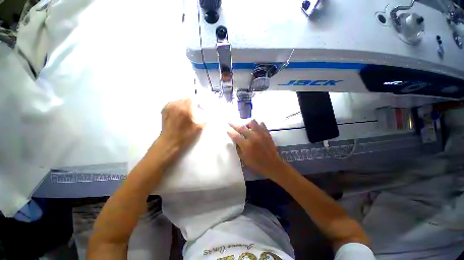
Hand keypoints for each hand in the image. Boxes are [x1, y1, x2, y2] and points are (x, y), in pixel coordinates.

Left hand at [158, 98, 204, 151]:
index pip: (193, 99)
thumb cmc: (186, 136)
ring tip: (186, 114)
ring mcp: (169, 107)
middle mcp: (176, 105)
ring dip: (184, 105)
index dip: (198, 104)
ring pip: (179, 101)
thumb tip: (207, 114)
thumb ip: (205, 119)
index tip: (200, 110)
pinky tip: (179, 115)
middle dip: (191, 104)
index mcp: (186, 108)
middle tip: (194, 113)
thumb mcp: (199, 128)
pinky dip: (177, 107)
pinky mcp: (164, 111)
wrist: (170, 143)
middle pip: (186, 99)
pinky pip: (173, 104)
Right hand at [227, 120, 285, 179]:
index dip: (230, 131)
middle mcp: (253, 137)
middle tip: (230, 122)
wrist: (272, 164)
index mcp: (246, 145)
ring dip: (247, 123)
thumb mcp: (244, 159)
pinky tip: (255, 127)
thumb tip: (235, 140)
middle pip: (241, 127)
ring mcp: (261, 134)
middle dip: (234, 124)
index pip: (235, 135)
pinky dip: (257, 124)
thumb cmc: (257, 164)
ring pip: (252, 122)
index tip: (227, 129)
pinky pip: (262, 124)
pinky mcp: (267, 133)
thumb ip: (238, 148)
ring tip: (245, 126)